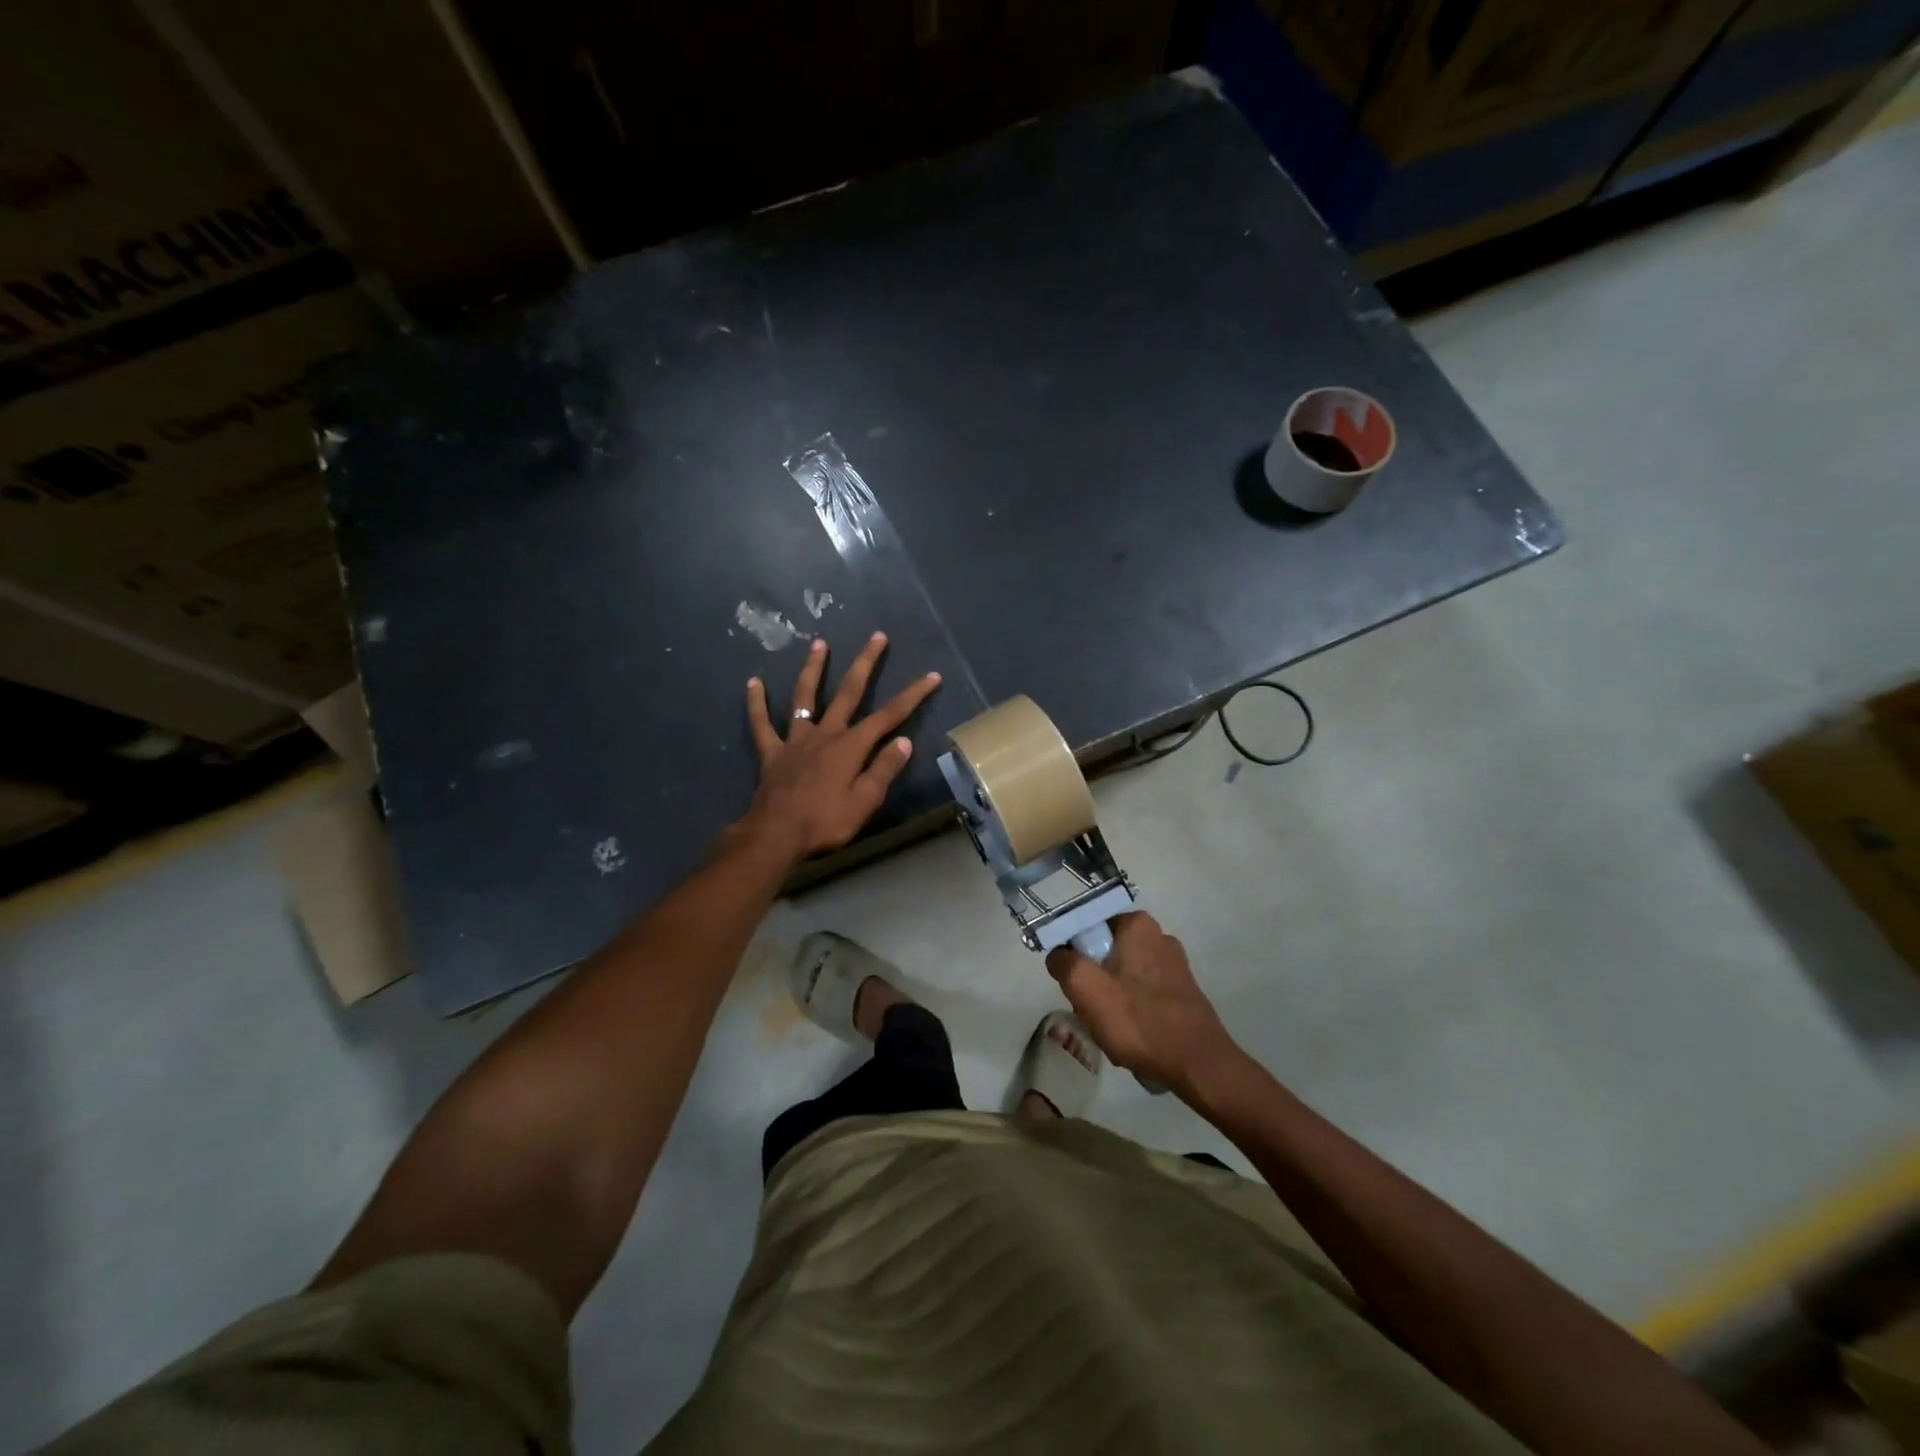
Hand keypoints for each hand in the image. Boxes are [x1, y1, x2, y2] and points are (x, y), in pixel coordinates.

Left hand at [739, 631, 941, 858]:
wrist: (776, 835)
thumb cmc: (826, 822)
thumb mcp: (865, 801)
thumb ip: (884, 769)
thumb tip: (904, 741)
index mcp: (851, 746)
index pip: (890, 715)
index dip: (912, 694)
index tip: (931, 675)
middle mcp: (825, 733)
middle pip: (849, 692)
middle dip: (866, 663)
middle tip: (877, 636)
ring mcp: (796, 740)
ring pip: (804, 696)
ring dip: (813, 669)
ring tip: (819, 643)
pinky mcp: (772, 752)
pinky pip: (761, 724)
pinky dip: (756, 703)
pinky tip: (753, 682)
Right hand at [1045, 912, 1239, 1099]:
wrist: (1196, 1063)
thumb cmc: (1137, 1019)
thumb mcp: (1084, 987)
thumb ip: (1063, 962)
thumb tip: (1059, 956)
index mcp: (1137, 924)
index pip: (1088, 929)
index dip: (1075, 957)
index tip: (1077, 986)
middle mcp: (1159, 935)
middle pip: (1105, 953)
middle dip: (1094, 981)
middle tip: (1092, 1010)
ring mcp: (1174, 964)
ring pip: (1123, 974)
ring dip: (1112, 998)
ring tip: (1113, 1027)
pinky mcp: (1183, 990)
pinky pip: (1144, 992)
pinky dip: (1134, 1009)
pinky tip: (1133, 1033)